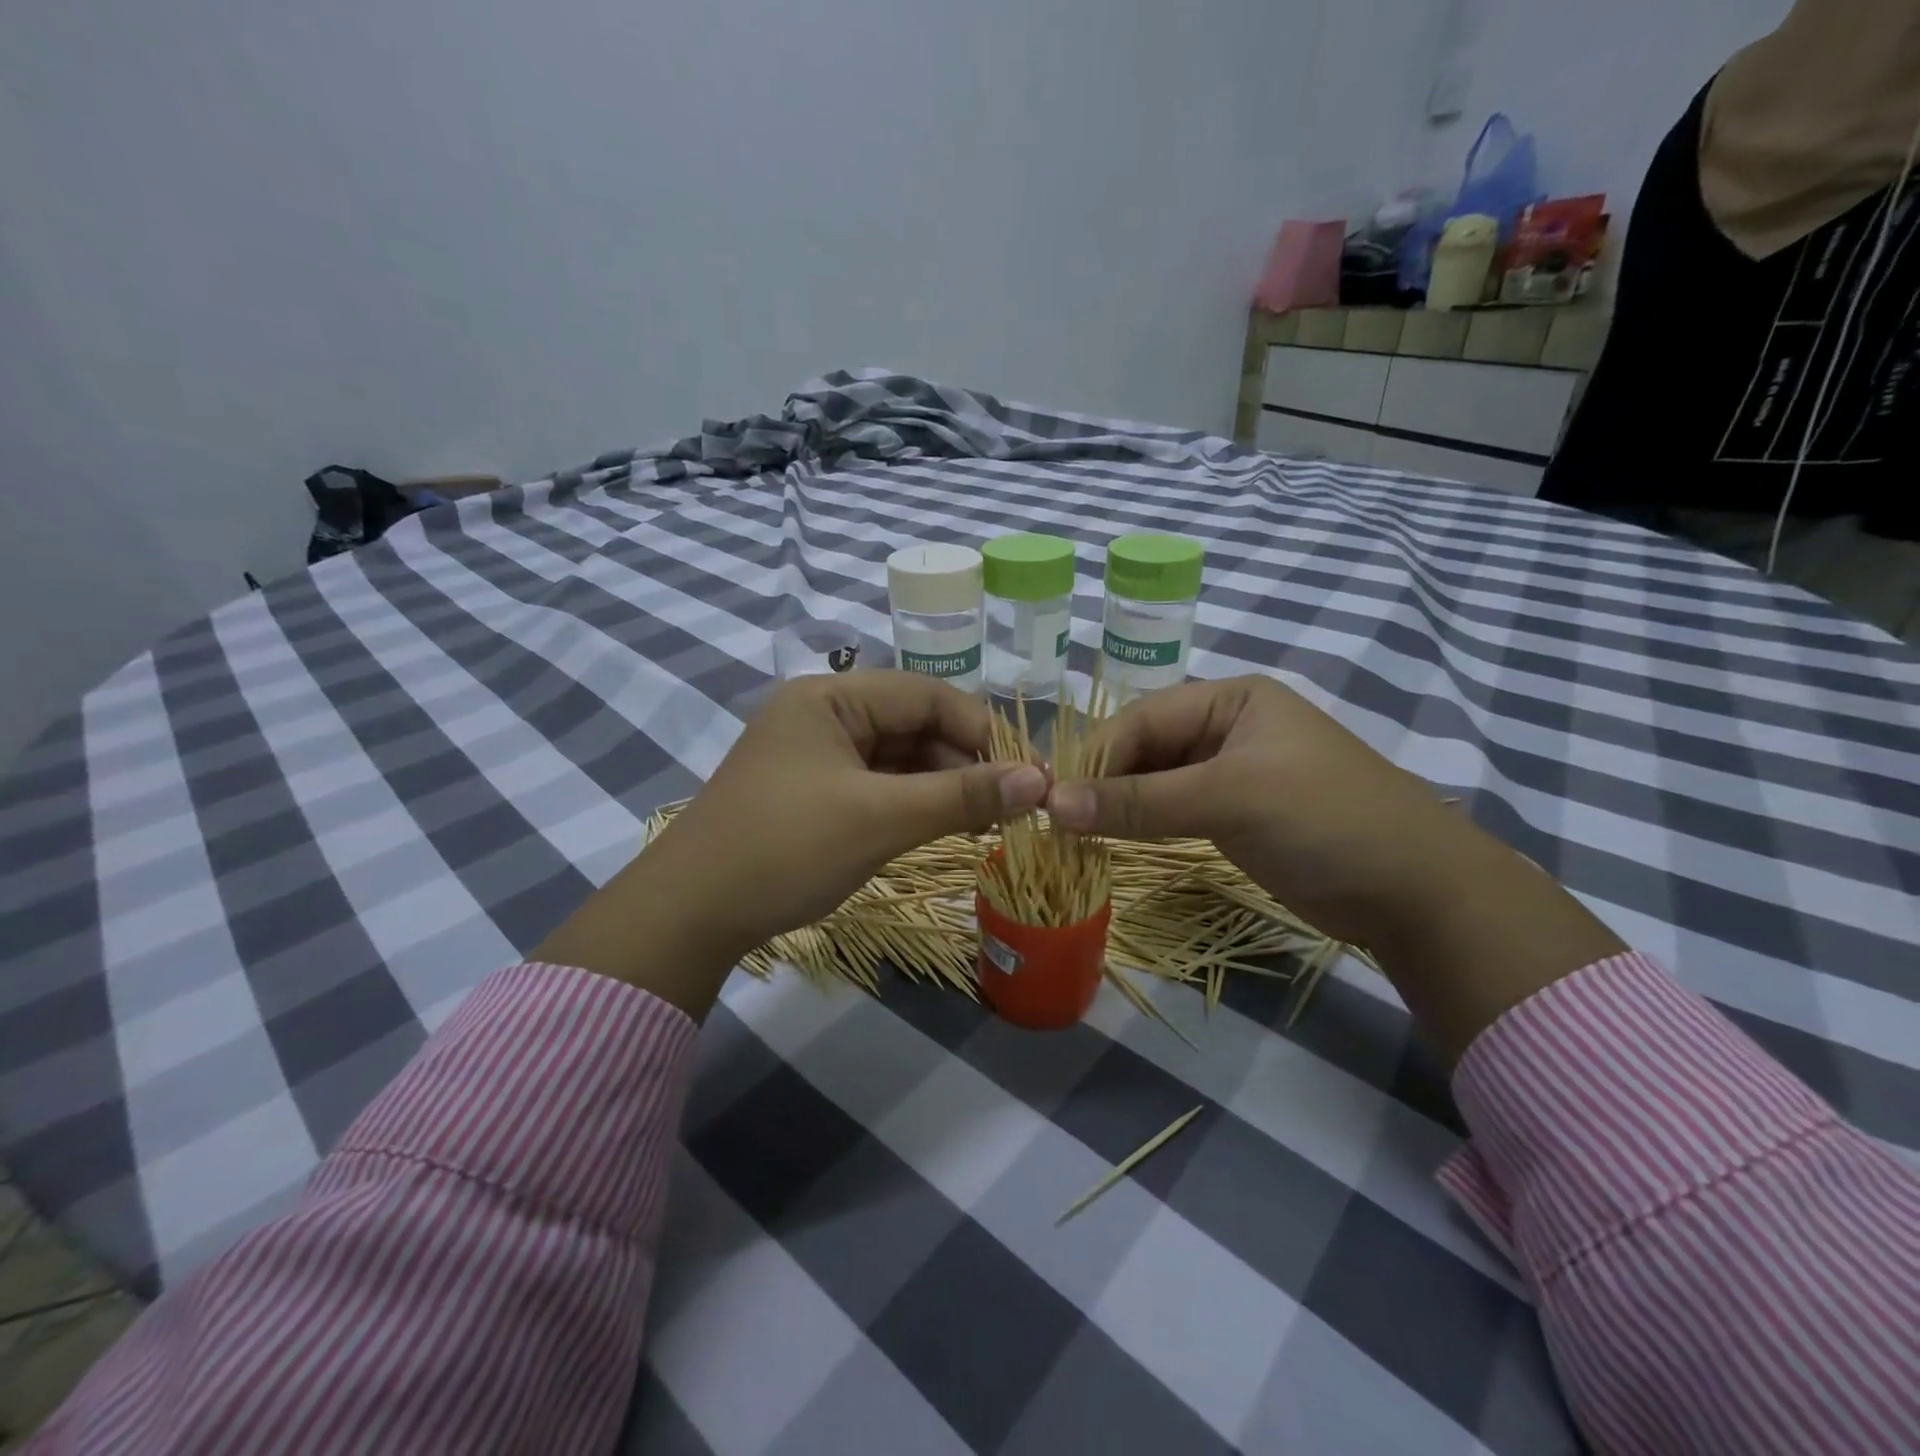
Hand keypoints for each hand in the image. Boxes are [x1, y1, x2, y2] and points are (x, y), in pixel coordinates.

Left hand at [533, 672, 1045, 1016]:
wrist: (690, 915)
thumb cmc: (786, 849)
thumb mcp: (881, 819)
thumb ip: (961, 796)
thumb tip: (1039, 781)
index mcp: (830, 697)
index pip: (925, 694)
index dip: (981, 729)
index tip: (1025, 774)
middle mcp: (823, 715)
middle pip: (913, 724)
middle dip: (962, 762)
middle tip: (1009, 806)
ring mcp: (815, 755)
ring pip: (898, 758)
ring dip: (940, 786)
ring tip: (983, 823)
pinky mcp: (812, 792)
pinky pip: (876, 785)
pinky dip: (910, 804)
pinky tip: (939, 828)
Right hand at [1048, 676, 1459, 944]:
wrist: (1417, 892)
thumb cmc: (1324, 820)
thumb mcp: (1229, 799)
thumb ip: (1139, 801)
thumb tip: (1053, 805)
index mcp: (1230, 698)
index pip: (1141, 719)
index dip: (1095, 758)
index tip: (1054, 800)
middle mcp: (1225, 727)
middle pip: (1144, 748)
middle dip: (1104, 784)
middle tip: (1061, 825)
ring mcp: (1230, 772)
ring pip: (1154, 782)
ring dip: (1119, 807)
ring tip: (1077, 838)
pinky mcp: (1234, 814)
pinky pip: (1173, 811)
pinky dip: (1143, 825)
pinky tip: (1114, 843)